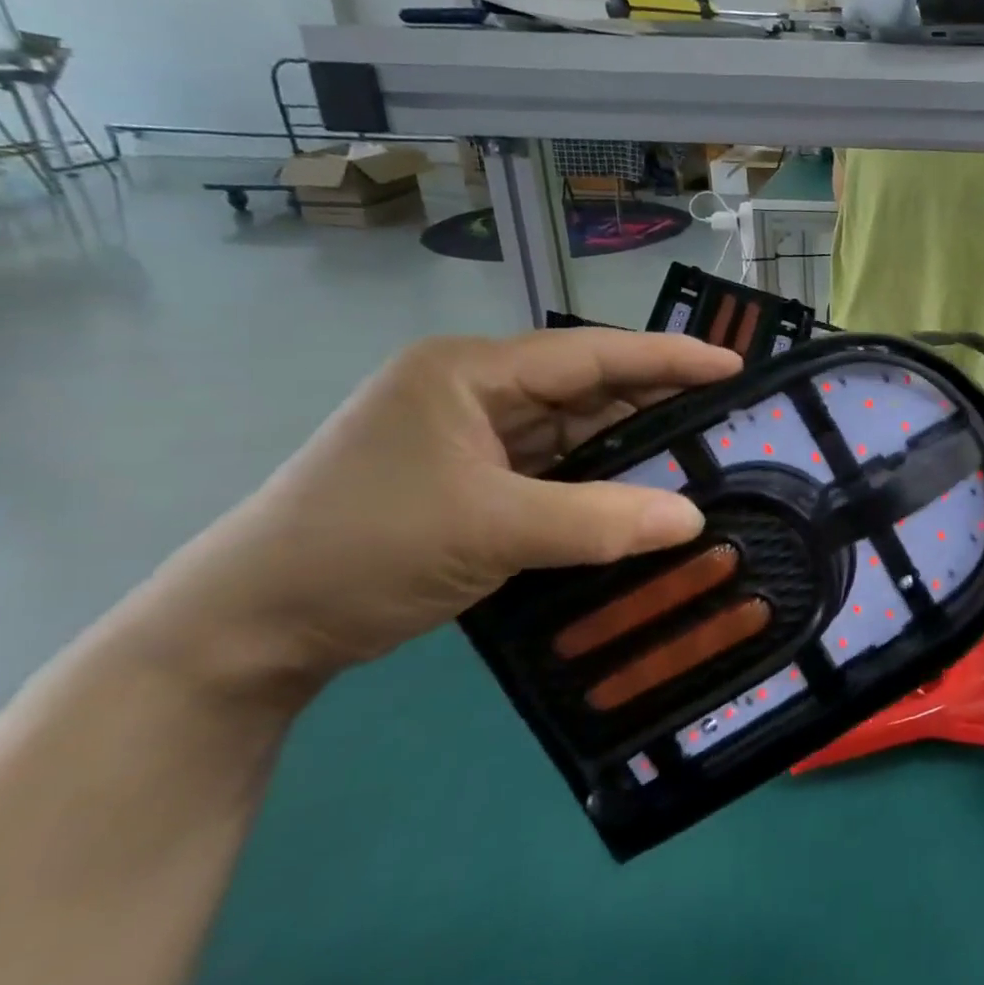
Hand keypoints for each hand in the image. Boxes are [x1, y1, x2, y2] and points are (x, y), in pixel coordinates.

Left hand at [151, 331, 740, 685]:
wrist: (249, 630)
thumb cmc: (363, 549)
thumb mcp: (489, 529)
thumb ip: (599, 521)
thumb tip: (694, 519)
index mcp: (469, 372)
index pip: (589, 354)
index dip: (667, 358)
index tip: (734, 365)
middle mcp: (475, 393)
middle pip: (587, 388)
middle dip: (657, 402)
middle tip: (730, 416)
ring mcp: (473, 438)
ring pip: (575, 432)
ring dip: (632, 447)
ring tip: (702, 454)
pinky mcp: (476, 482)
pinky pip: (558, 471)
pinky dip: (602, 483)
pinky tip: (644, 495)